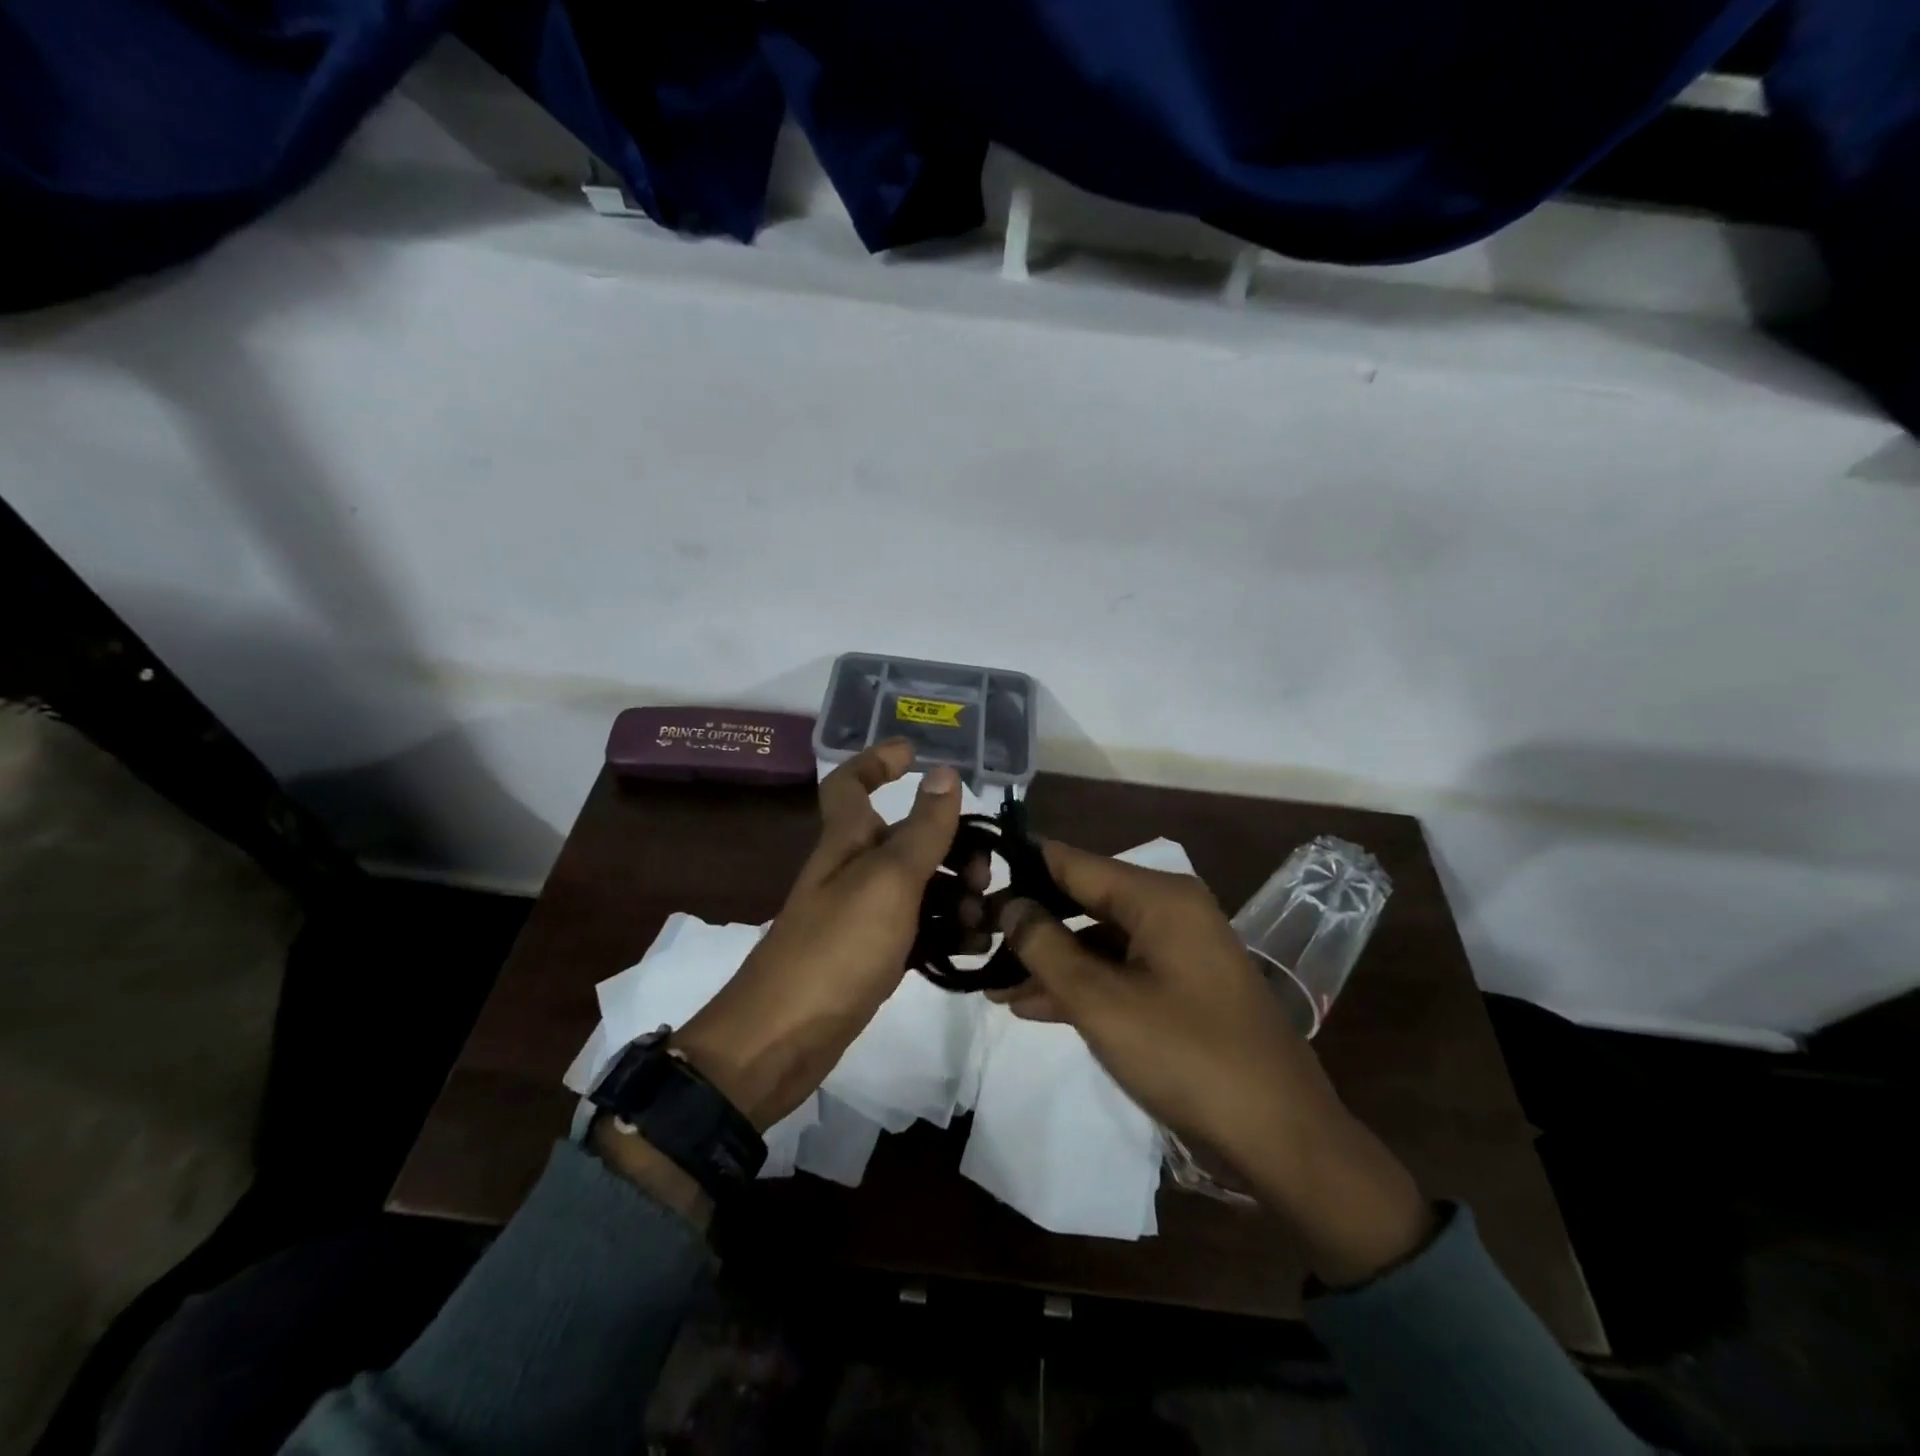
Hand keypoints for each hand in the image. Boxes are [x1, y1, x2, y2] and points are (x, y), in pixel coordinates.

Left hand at [673, 741, 961, 1130]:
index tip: (916, 753)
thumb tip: (945, 772)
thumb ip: (922, 829)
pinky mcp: (872, 955)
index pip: (850, 783)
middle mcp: (853, 870)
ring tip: (982, 919)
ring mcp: (862, 915)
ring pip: (918, 885)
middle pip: (904, 837)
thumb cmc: (836, 948)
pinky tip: (972, 948)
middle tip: (981, 872)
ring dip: (955, 893)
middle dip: (949, 844)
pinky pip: (917, 929)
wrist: (783, 1039)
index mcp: (847, 840)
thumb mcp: (888, 880)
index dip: (877, 760)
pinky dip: (945, 932)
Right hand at [996, 841, 1432, 1285]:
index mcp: (1158, 896)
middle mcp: (1170, 909)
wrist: (1281, 1137)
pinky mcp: (1181, 984)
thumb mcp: (1102, 1002)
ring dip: (1049, 961)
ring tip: (992, 984)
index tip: (970, 880)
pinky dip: (1081, 984)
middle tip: (975, 939)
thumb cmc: (1187, 1057)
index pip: (1072, 861)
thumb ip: (1045, 946)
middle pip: (1083, 899)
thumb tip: (1008, 904)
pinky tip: (1033, 1006)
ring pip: (1097, 939)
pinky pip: (1119, 968)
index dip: (1020, 869)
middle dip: (1030, 923)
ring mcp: (1178, 948)